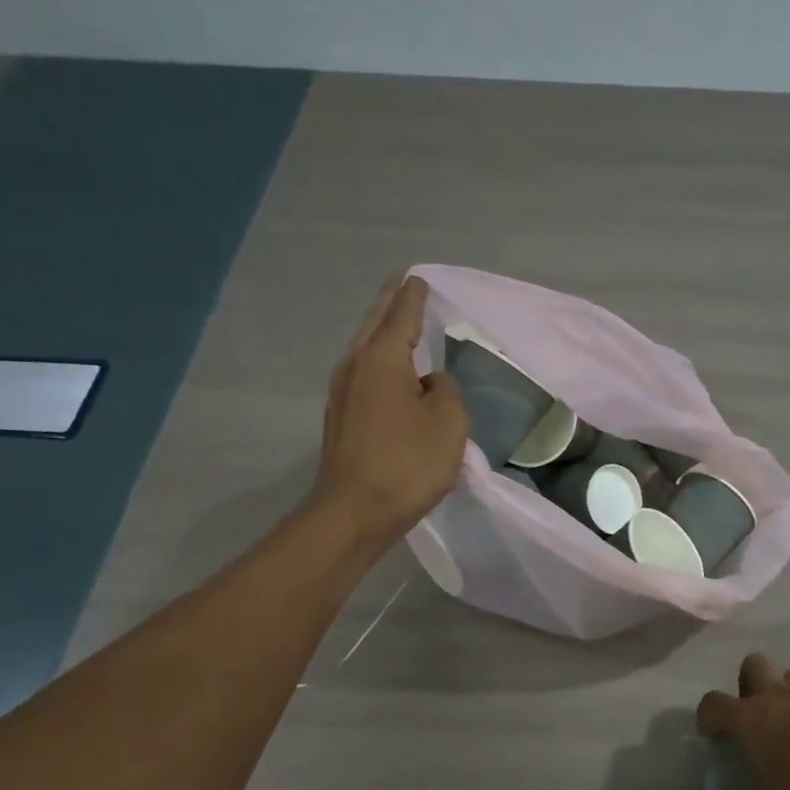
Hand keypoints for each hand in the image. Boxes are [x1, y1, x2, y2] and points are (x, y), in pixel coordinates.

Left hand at [312, 275, 467, 545]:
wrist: (355, 511)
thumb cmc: (407, 463)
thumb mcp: (448, 422)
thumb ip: (446, 391)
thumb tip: (431, 383)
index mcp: (383, 358)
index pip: (402, 314)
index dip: (414, 296)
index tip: (420, 278)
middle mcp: (355, 366)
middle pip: (375, 323)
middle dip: (391, 303)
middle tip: (404, 285)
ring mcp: (342, 393)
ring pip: (365, 349)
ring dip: (382, 331)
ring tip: (399, 321)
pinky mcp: (341, 418)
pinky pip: (363, 374)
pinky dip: (379, 361)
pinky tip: (390, 371)